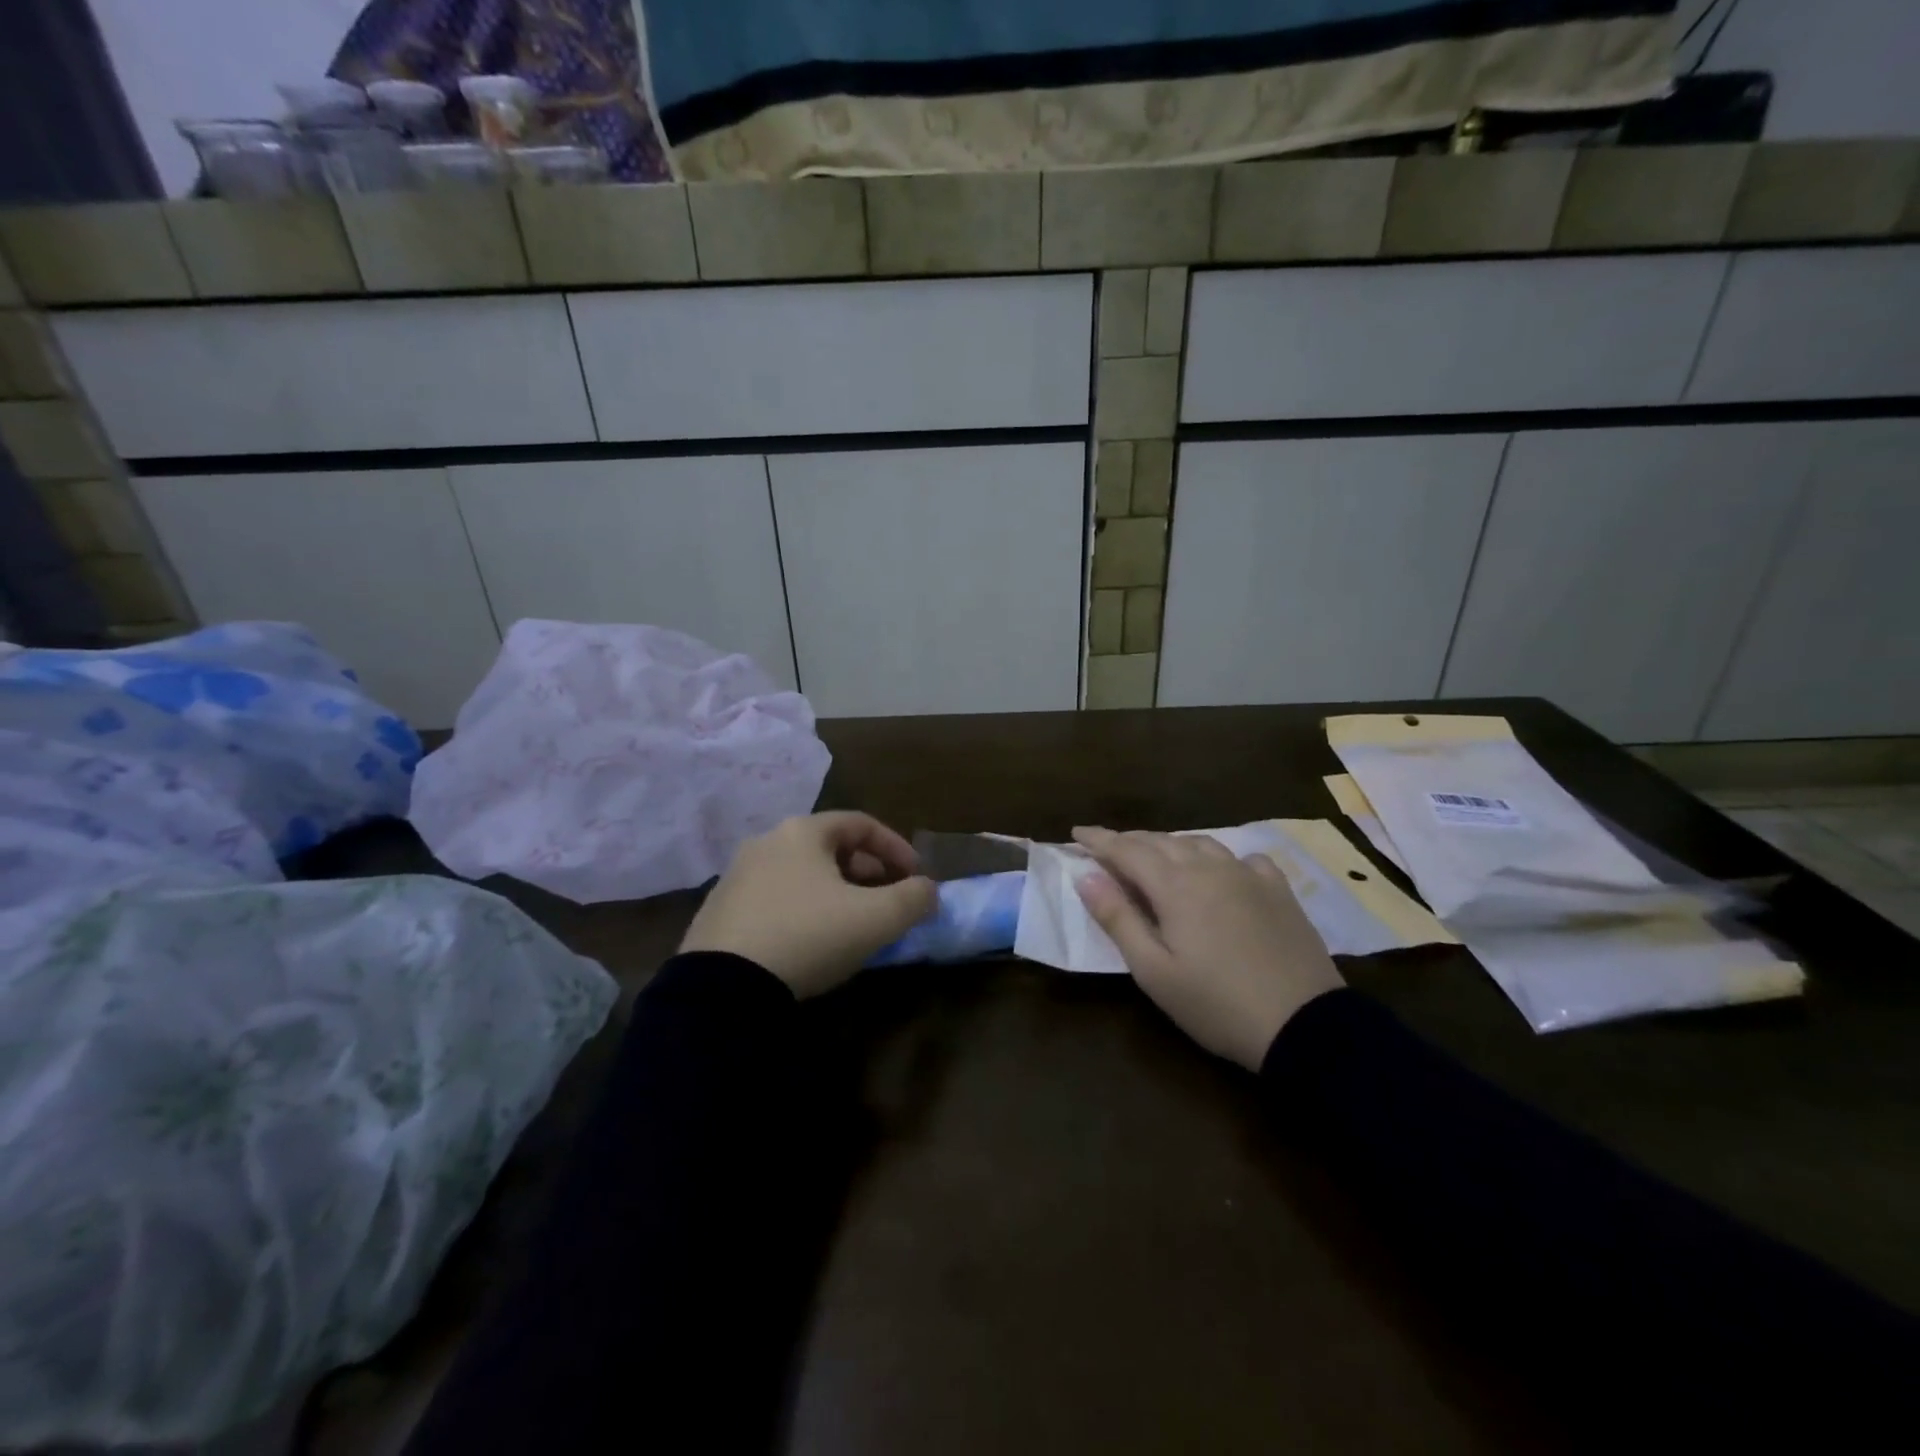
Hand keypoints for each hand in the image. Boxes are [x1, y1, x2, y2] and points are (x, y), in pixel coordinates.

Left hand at [680, 812, 936, 997]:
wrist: (722, 989)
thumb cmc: (808, 937)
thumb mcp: (876, 920)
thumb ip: (914, 899)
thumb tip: (928, 891)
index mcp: (802, 832)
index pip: (861, 824)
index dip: (896, 847)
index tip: (916, 876)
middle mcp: (766, 842)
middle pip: (829, 847)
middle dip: (866, 871)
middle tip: (885, 899)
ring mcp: (735, 876)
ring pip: (800, 873)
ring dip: (834, 891)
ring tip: (851, 923)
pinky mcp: (717, 911)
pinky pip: (774, 899)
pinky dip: (802, 909)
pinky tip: (808, 942)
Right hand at [1072, 826, 1344, 1070]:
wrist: (1305, 1025)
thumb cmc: (1217, 1004)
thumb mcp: (1155, 971)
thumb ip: (1118, 919)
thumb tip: (1086, 877)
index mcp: (1175, 885)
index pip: (1126, 850)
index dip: (1099, 839)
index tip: (1076, 832)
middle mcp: (1210, 867)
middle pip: (1161, 841)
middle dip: (1129, 840)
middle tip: (1107, 848)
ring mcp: (1248, 875)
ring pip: (1200, 843)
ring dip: (1170, 844)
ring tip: (1155, 855)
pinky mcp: (1278, 890)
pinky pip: (1242, 857)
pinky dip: (1219, 857)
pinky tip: (1221, 871)